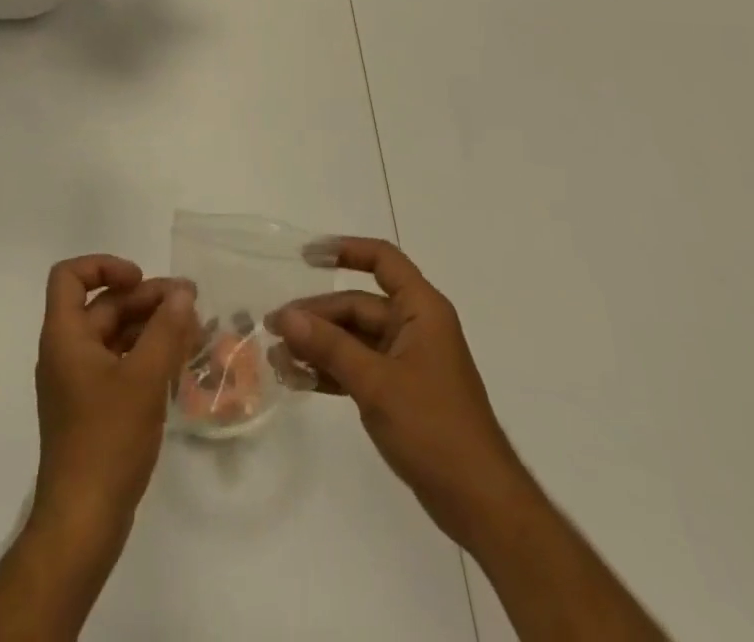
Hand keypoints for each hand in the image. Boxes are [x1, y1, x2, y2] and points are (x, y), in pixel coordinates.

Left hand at [32, 254, 199, 539]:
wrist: (82, 523)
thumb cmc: (107, 441)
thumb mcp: (143, 379)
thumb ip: (165, 330)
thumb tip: (182, 292)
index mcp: (65, 336)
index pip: (70, 276)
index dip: (104, 266)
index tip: (141, 280)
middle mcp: (66, 351)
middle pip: (102, 305)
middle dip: (145, 299)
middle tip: (189, 302)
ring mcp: (78, 382)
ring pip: (114, 335)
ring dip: (150, 327)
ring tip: (193, 330)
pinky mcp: (92, 408)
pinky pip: (119, 364)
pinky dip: (146, 356)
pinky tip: (179, 363)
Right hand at [270, 237, 518, 547]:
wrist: (480, 504)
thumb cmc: (434, 428)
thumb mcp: (376, 382)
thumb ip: (329, 346)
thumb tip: (286, 317)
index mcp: (421, 310)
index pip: (382, 260)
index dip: (345, 250)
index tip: (305, 257)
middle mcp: (414, 327)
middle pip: (358, 304)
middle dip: (316, 315)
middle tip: (273, 327)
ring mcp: (407, 361)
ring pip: (354, 338)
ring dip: (318, 345)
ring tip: (277, 357)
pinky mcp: (400, 392)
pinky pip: (358, 368)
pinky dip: (331, 371)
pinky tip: (298, 379)